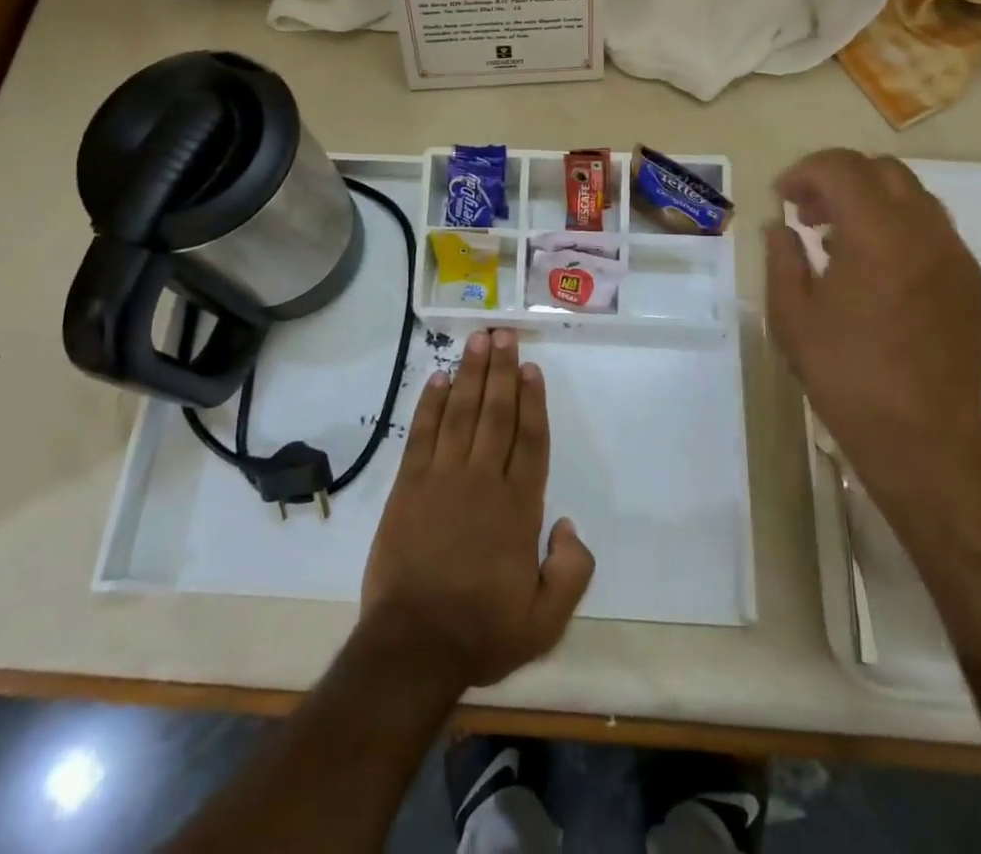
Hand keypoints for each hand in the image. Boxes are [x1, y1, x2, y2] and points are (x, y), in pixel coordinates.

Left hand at [360, 329, 594, 690]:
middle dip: (502, 370)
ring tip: (477, 341)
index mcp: (518, 507)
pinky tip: (438, 379)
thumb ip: (571, 571)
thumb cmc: (482, 631)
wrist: (413, 647)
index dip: (533, 400)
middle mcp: (482, 480)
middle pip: (496, 413)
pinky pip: (422, 433)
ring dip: (470, 374)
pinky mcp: (409, 485)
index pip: (530, 440)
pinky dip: (430, 403)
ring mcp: (442, 478)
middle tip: (504, 334)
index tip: (532, 368)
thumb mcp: (546, 620)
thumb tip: (569, 524)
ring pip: (461, 413)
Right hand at [766, 150, 980, 510]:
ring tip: (838, 241)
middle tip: (808, 214)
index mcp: (877, 233)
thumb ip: (782, 257)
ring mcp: (957, 257)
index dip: (805, 171)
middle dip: (839, 180)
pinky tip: (877, 273)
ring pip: (914, 199)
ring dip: (871, 204)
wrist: (923, 436)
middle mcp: (925, 231)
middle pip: (883, 171)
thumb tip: (780, 228)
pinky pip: (934, 234)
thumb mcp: (791, 314)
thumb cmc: (845, 373)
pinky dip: (899, 232)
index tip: (782, 197)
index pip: (841, 167)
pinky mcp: (973, 284)